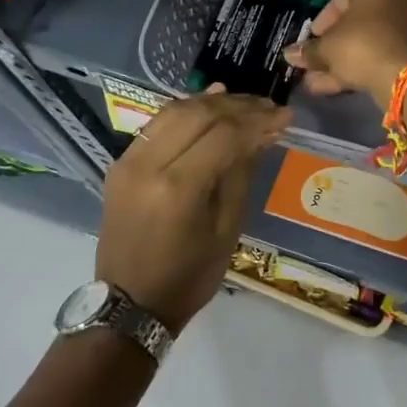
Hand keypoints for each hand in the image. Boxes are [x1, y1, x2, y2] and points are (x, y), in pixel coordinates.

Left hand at [96, 89, 289, 332]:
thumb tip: (263, 132)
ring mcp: (129, 161)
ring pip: (175, 111)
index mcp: (178, 189)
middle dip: (239, 106)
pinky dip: (187, 110)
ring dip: (213, 102)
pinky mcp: (121, 163)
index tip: (285, 115)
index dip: (258, 120)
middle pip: (199, 114)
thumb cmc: (189, 276)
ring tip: (245, 103)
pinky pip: (158, 124)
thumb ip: (241, 173)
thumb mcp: (228, 229)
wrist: (129, 304)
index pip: (224, 134)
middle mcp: (148, 165)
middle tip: (269, 107)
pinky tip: (211, 103)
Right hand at [284, 0, 406, 109]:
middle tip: (316, 62)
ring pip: (373, 38)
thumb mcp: (328, 47)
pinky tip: (339, 86)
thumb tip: (289, 54)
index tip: (313, 39)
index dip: (324, 21)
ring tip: (319, 82)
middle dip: (336, 44)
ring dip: (346, 59)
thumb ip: (309, 50)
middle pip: (361, 19)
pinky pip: (387, 50)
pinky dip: (366, 64)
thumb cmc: (362, 44)